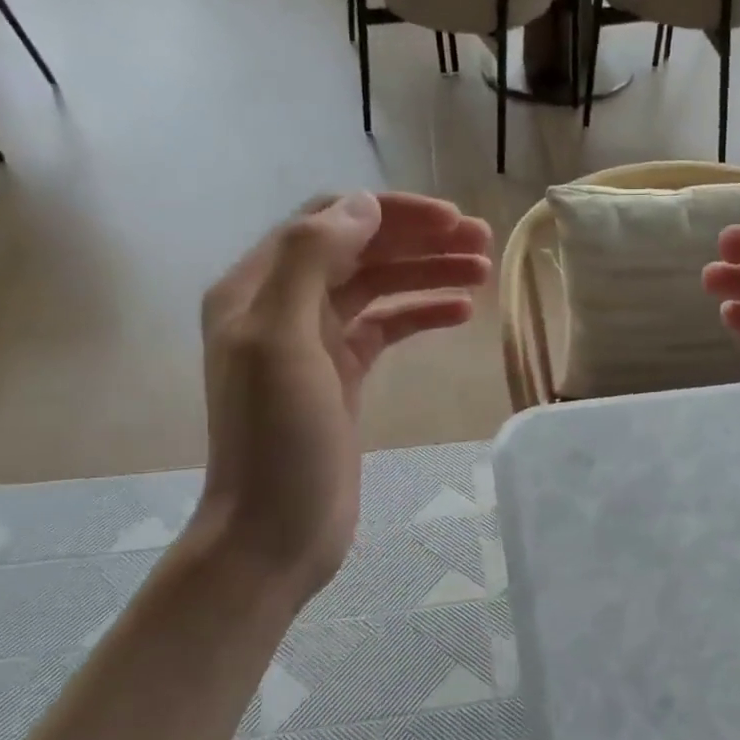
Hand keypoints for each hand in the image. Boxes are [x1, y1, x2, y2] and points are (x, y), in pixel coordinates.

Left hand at [193, 192, 491, 605]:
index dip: (391, 214)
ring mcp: (315, 343)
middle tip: (482, 241)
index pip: (329, 222)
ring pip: (378, 287)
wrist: (276, 533)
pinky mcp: (343, 377)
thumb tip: (363, 206)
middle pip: (359, 251)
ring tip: (483, 272)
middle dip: (419, 240)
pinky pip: (386, 328)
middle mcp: (283, 305)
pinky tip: (461, 313)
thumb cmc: (277, 441)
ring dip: (427, 273)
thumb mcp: (281, 342)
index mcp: (257, 288)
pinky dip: (421, 313)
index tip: (451, 222)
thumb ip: (309, 262)